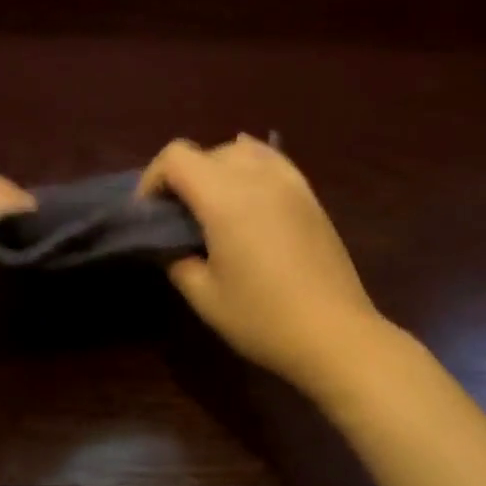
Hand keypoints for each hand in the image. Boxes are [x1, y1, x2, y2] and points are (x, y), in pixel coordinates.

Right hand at [140, 136, 389, 397]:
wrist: (335, 334)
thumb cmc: (263, 318)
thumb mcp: (204, 297)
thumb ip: (178, 260)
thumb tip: (174, 245)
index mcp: (224, 197)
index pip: (176, 157)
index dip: (152, 179)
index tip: (149, 213)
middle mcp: (257, 177)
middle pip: (207, 152)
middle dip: (183, 177)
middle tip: (178, 217)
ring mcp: (289, 182)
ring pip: (241, 151)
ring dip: (217, 170)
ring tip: (213, 206)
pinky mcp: (310, 196)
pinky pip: (273, 162)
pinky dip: (251, 168)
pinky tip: (248, 194)